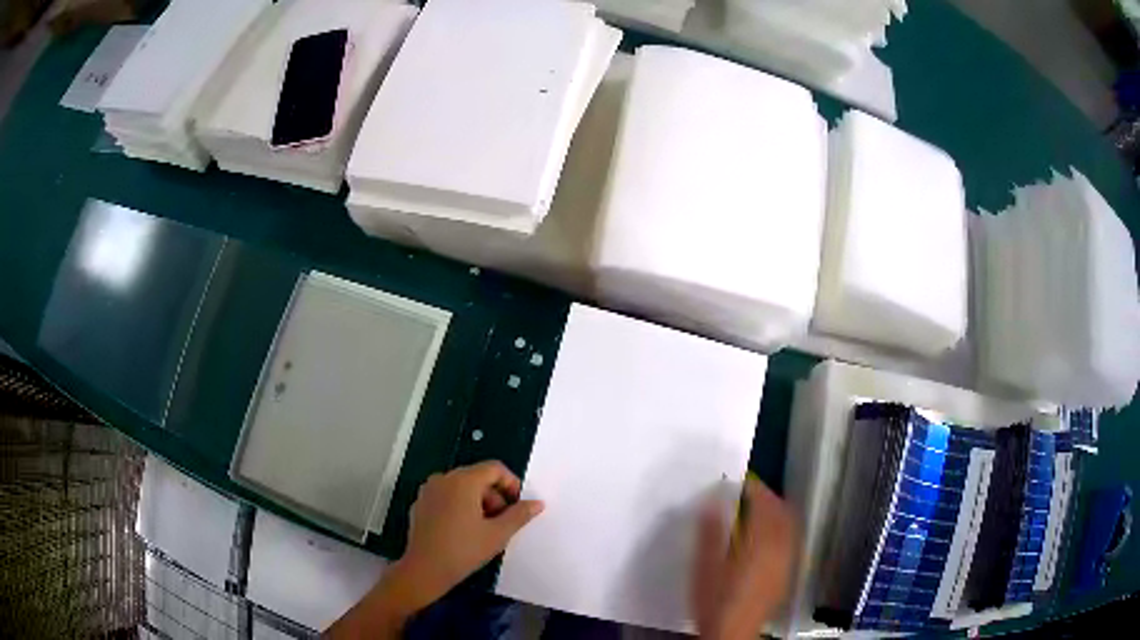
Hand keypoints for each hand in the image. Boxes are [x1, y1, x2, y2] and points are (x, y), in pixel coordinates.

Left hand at [393, 461, 544, 612]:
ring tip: (483, 529)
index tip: (517, 506)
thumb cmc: (464, 550)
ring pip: (461, 487)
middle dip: (494, 496)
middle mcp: (443, 479)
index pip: (494, 468)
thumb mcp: (498, 534)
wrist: (424, 569)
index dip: (511, 484)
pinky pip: (446, 497)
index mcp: (463, 481)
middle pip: (477, 477)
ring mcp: (428, 491)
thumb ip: (519, 515)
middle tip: (501, 523)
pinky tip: (462, 532)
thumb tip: (537, 503)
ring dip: (478, 502)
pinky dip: (459, 507)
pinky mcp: (420, 504)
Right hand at [691, 476, 796, 639]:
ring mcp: (787, 562)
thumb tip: (713, 500)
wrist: (732, 633)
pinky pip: (790, 541)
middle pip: (782, 513)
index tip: (740, 482)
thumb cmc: (714, 600)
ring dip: (777, 513)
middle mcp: (780, 548)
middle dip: (768, 499)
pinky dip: (781, 529)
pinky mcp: (787, 574)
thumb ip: (711, 532)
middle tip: (749, 494)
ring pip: (789, 526)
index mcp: (761, 542)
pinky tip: (766, 538)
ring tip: (758, 512)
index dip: (754, 489)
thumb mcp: (705, 566)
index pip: (764, 505)